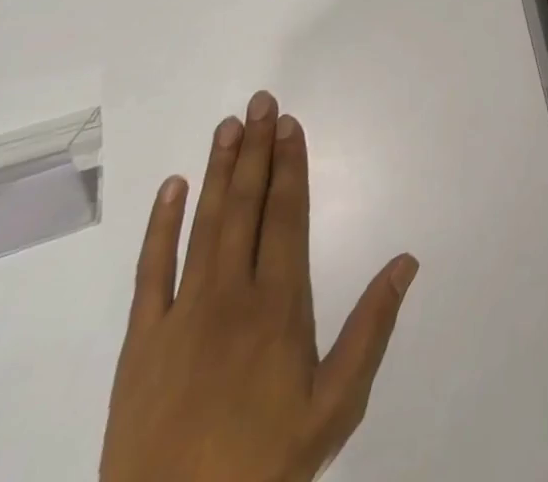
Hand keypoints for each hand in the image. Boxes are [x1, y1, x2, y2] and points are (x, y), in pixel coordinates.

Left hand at [100, 91, 417, 481]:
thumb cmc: (264, 465)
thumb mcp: (335, 407)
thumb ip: (372, 329)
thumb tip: (407, 261)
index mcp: (280, 306)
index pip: (287, 216)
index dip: (291, 165)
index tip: (289, 124)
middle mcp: (231, 296)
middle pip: (246, 206)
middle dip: (256, 150)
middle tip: (260, 101)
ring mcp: (181, 316)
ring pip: (203, 225)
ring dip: (218, 171)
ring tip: (227, 126)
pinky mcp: (139, 344)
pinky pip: (149, 272)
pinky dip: (159, 227)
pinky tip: (171, 189)